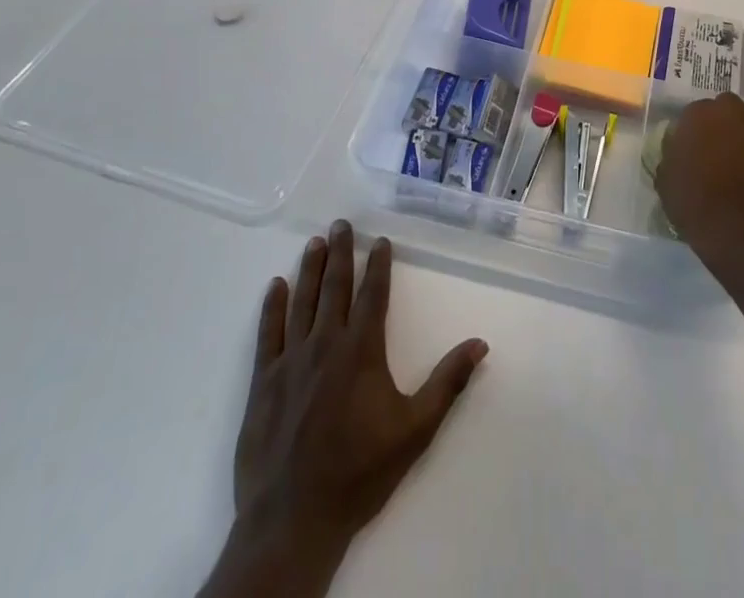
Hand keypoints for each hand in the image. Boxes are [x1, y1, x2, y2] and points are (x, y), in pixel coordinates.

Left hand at [202, 221, 488, 597]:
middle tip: (341, 223)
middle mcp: (325, 344)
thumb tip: (480, 343)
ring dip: (310, 268)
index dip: (379, 265)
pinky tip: (275, 286)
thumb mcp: (415, 430)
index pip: (373, 294)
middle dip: (341, 252)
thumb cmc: (359, 473)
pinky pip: (267, 333)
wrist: (293, 520)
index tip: (381, 241)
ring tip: (315, 242)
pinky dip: (272, 307)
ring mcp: (290, 361)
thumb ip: (447, 383)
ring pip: (302, 301)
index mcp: (361, 351)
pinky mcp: (263, 382)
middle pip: (335, 287)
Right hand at [654, 92, 743, 279]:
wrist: (737, 234)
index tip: (691, 142)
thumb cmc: (693, 203)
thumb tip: (676, 151)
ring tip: (742, 153)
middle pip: (730, 105)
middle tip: (717, 142)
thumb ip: (672, 156)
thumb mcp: (666, 180)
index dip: (695, 125)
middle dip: (725, 118)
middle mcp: (733, 117)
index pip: (697, 108)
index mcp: (700, 116)